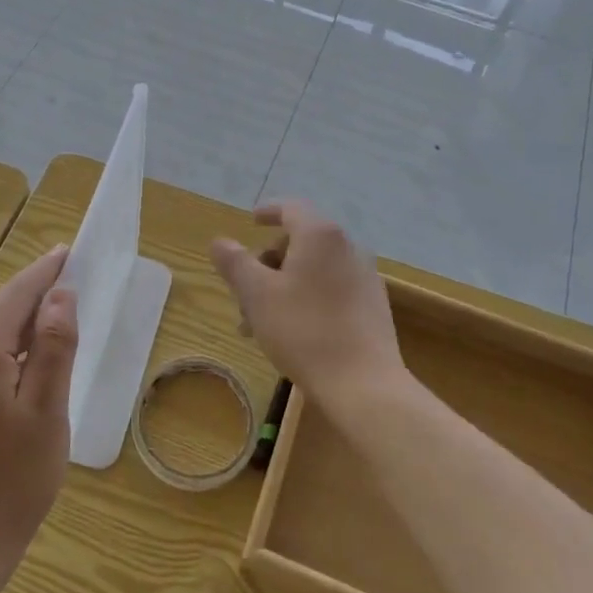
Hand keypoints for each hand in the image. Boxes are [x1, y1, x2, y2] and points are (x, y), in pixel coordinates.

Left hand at [0, 245, 77, 588]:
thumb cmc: (12, 480)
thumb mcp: (47, 410)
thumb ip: (54, 346)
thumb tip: (60, 296)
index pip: (15, 295)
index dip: (45, 273)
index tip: (70, 251)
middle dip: (32, 295)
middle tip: (70, 283)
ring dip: (17, 322)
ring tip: (53, 320)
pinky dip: (0, 347)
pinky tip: (22, 362)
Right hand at [210, 201, 405, 413]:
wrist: (363, 384)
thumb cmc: (303, 331)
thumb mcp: (257, 295)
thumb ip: (235, 263)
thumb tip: (220, 242)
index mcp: (320, 235)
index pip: (291, 208)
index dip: (268, 211)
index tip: (250, 221)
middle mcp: (347, 247)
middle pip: (300, 241)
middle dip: (267, 262)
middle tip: (243, 291)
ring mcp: (364, 277)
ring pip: (313, 270)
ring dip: (282, 286)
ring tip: (257, 324)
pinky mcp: (372, 306)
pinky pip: (331, 289)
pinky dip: (305, 298)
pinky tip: (289, 332)